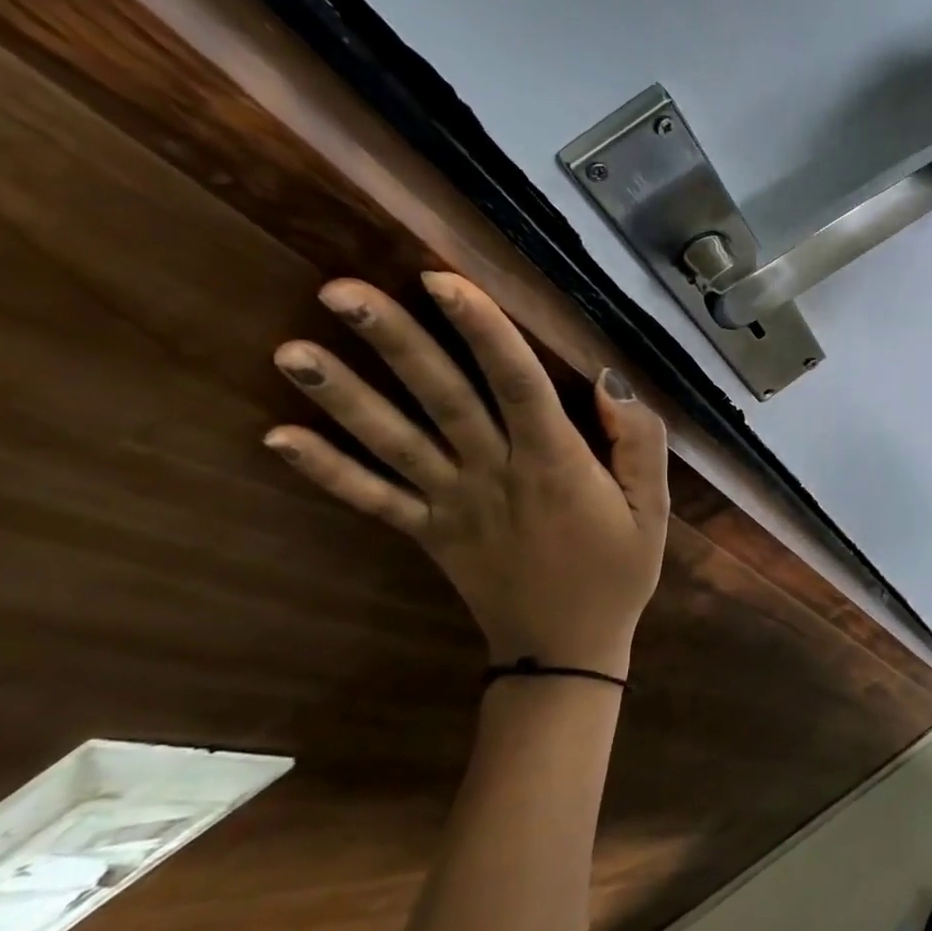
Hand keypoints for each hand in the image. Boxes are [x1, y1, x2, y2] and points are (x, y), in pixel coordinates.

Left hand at [262, 272, 668, 677]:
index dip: (482, 330)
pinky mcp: (428, 534)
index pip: (517, 383)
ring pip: (395, 443)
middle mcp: (495, 474)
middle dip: (397, 343)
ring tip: (290, 350)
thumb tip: (608, 382)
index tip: (441, 279)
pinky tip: (276, 436)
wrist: (567, 651)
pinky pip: (374, 501)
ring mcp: (453, 506)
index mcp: (556, 463)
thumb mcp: (655, 508)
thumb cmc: (618, 571)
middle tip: (341, 290)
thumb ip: (640, 442)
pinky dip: (326, 472)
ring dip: (344, 397)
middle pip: (443, 399)